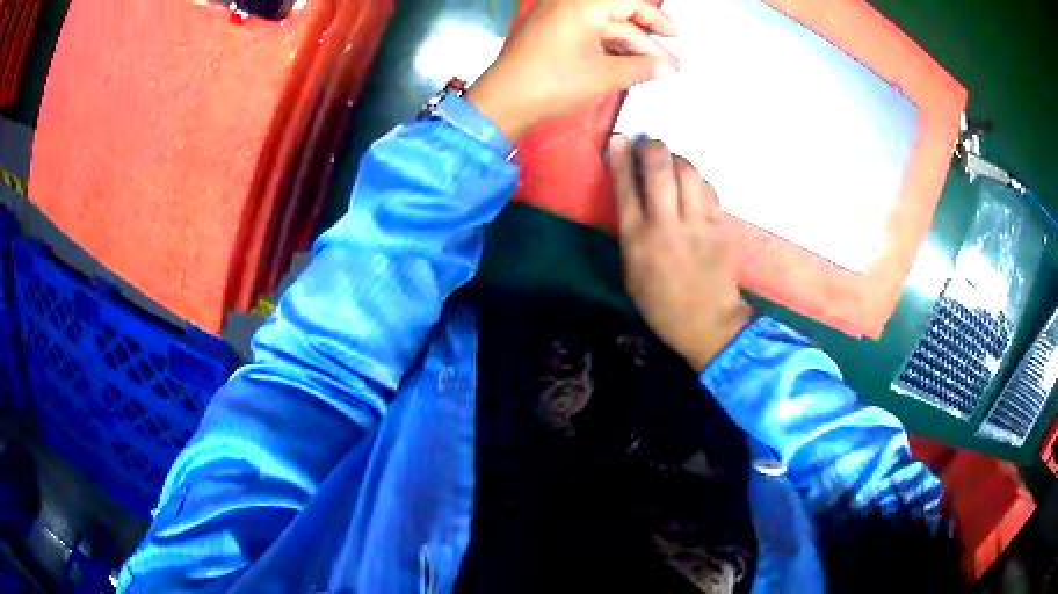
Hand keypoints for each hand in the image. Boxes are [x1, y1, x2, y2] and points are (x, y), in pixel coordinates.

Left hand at [466, 0, 678, 142]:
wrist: (501, 103)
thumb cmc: (554, 84)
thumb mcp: (604, 76)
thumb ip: (642, 68)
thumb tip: (670, 68)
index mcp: (582, 5)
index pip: (630, 2)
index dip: (657, 18)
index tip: (676, 37)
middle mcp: (568, 4)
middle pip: (617, 17)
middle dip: (645, 42)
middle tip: (669, 66)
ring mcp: (555, 18)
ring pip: (602, 28)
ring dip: (628, 48)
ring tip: (652, 71)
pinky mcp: (548, 33)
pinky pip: (585, 34)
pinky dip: (606, 48)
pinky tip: (625, 66)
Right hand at [609, 135, 753, 371]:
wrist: (709, 324)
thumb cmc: (662, 305)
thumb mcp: (631, 273)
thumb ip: (631, 233)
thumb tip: (633, 197)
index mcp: (637, 240)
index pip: (626, 187)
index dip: (621, 158)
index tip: (619, 139)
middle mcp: (666, 225)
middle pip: (660, 169)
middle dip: (652, 147)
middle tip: (649, 143)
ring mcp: (698, 224)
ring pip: (688, 173)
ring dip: (677, 159)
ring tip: (672, 162)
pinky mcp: (721, 226)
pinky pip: (708, 190)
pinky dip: (698, 181)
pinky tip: (692, 186)